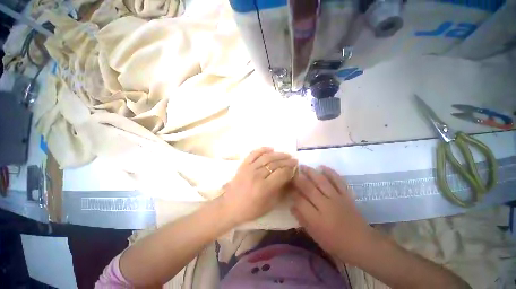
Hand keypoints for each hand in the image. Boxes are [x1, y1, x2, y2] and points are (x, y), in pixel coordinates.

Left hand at [220, 147, 297, 224]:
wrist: (230, 206)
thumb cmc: (251, 209)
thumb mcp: (269, 205)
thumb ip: (281, 191)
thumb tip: (290, 179)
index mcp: (264, 188)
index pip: (281, 174)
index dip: (290, 170)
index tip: (295, 169)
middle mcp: (257, 175)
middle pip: (275, 164)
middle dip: (287, 161)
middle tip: (294, 160)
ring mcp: (249, 168)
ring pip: (266, 157)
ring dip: (278, 154)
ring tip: (286, 154)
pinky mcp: (243, 165)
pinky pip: (254, 153)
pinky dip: (263, 149)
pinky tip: (271, 148)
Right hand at [291, 165, 373, 262]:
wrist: (362, 244)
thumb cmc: (336, 243)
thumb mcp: (316, 237)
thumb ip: (303, 220)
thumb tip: (292, 206)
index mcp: (317, 220)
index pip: (300, 201)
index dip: (292, 193)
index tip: (287, 187)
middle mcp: (326, 206)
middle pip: (309, 188)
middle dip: (298, 179)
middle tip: (292, 171)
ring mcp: (337, 199)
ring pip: (322, 181)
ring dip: (311, 172)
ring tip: (303, 166)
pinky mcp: (346, 195)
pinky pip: (338, 181)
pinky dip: (330, 172)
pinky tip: (322, 166)